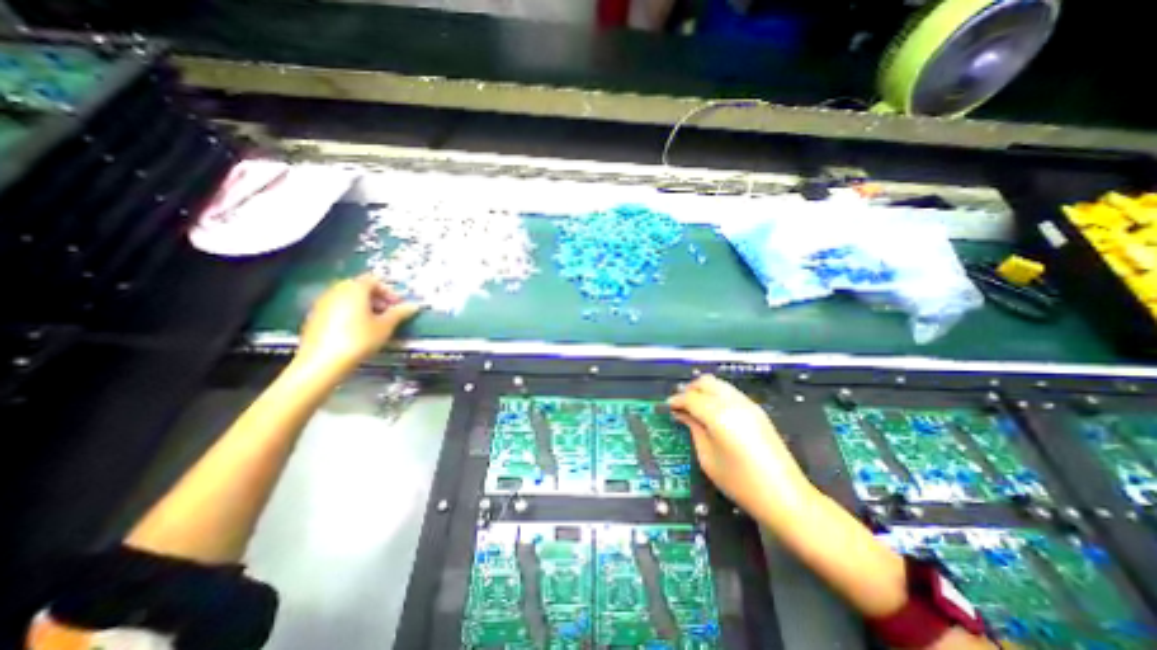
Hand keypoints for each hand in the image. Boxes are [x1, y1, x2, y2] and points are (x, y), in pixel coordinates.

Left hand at [294, 275, 423, 374]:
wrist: (322, 363)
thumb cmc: (359, 340)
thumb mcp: (385, 326)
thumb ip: (400, 313)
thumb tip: (414, 305)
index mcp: (354, 289)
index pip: (374, 280)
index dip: (390, 291)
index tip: (399, 305)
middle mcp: (336, 291)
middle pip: (360, 287)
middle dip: (378, 298)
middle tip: (390, 313)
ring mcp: (323, 303)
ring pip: (348, 298)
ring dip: (365, 306)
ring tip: (376, 323)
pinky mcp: (315, 316)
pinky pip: (338, 308)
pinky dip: (351, 313)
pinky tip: (358, 330)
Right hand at [670, 377, 812, 517]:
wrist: (785, 496)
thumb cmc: (740, 483)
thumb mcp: (708, 458)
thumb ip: (694, 429)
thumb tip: (682, 414)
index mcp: (719, 415)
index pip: (691, 397)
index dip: (676, 400)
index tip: (668, 407)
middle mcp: (733, 403)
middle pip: (705, 382)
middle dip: (689, 390)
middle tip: (680, 405)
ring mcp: (748, 404)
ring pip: (719, 384)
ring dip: (704, 391)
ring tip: (694, 407)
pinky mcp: (757, 410)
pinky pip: (730, 392)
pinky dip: (716, 395)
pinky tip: (712, 412)